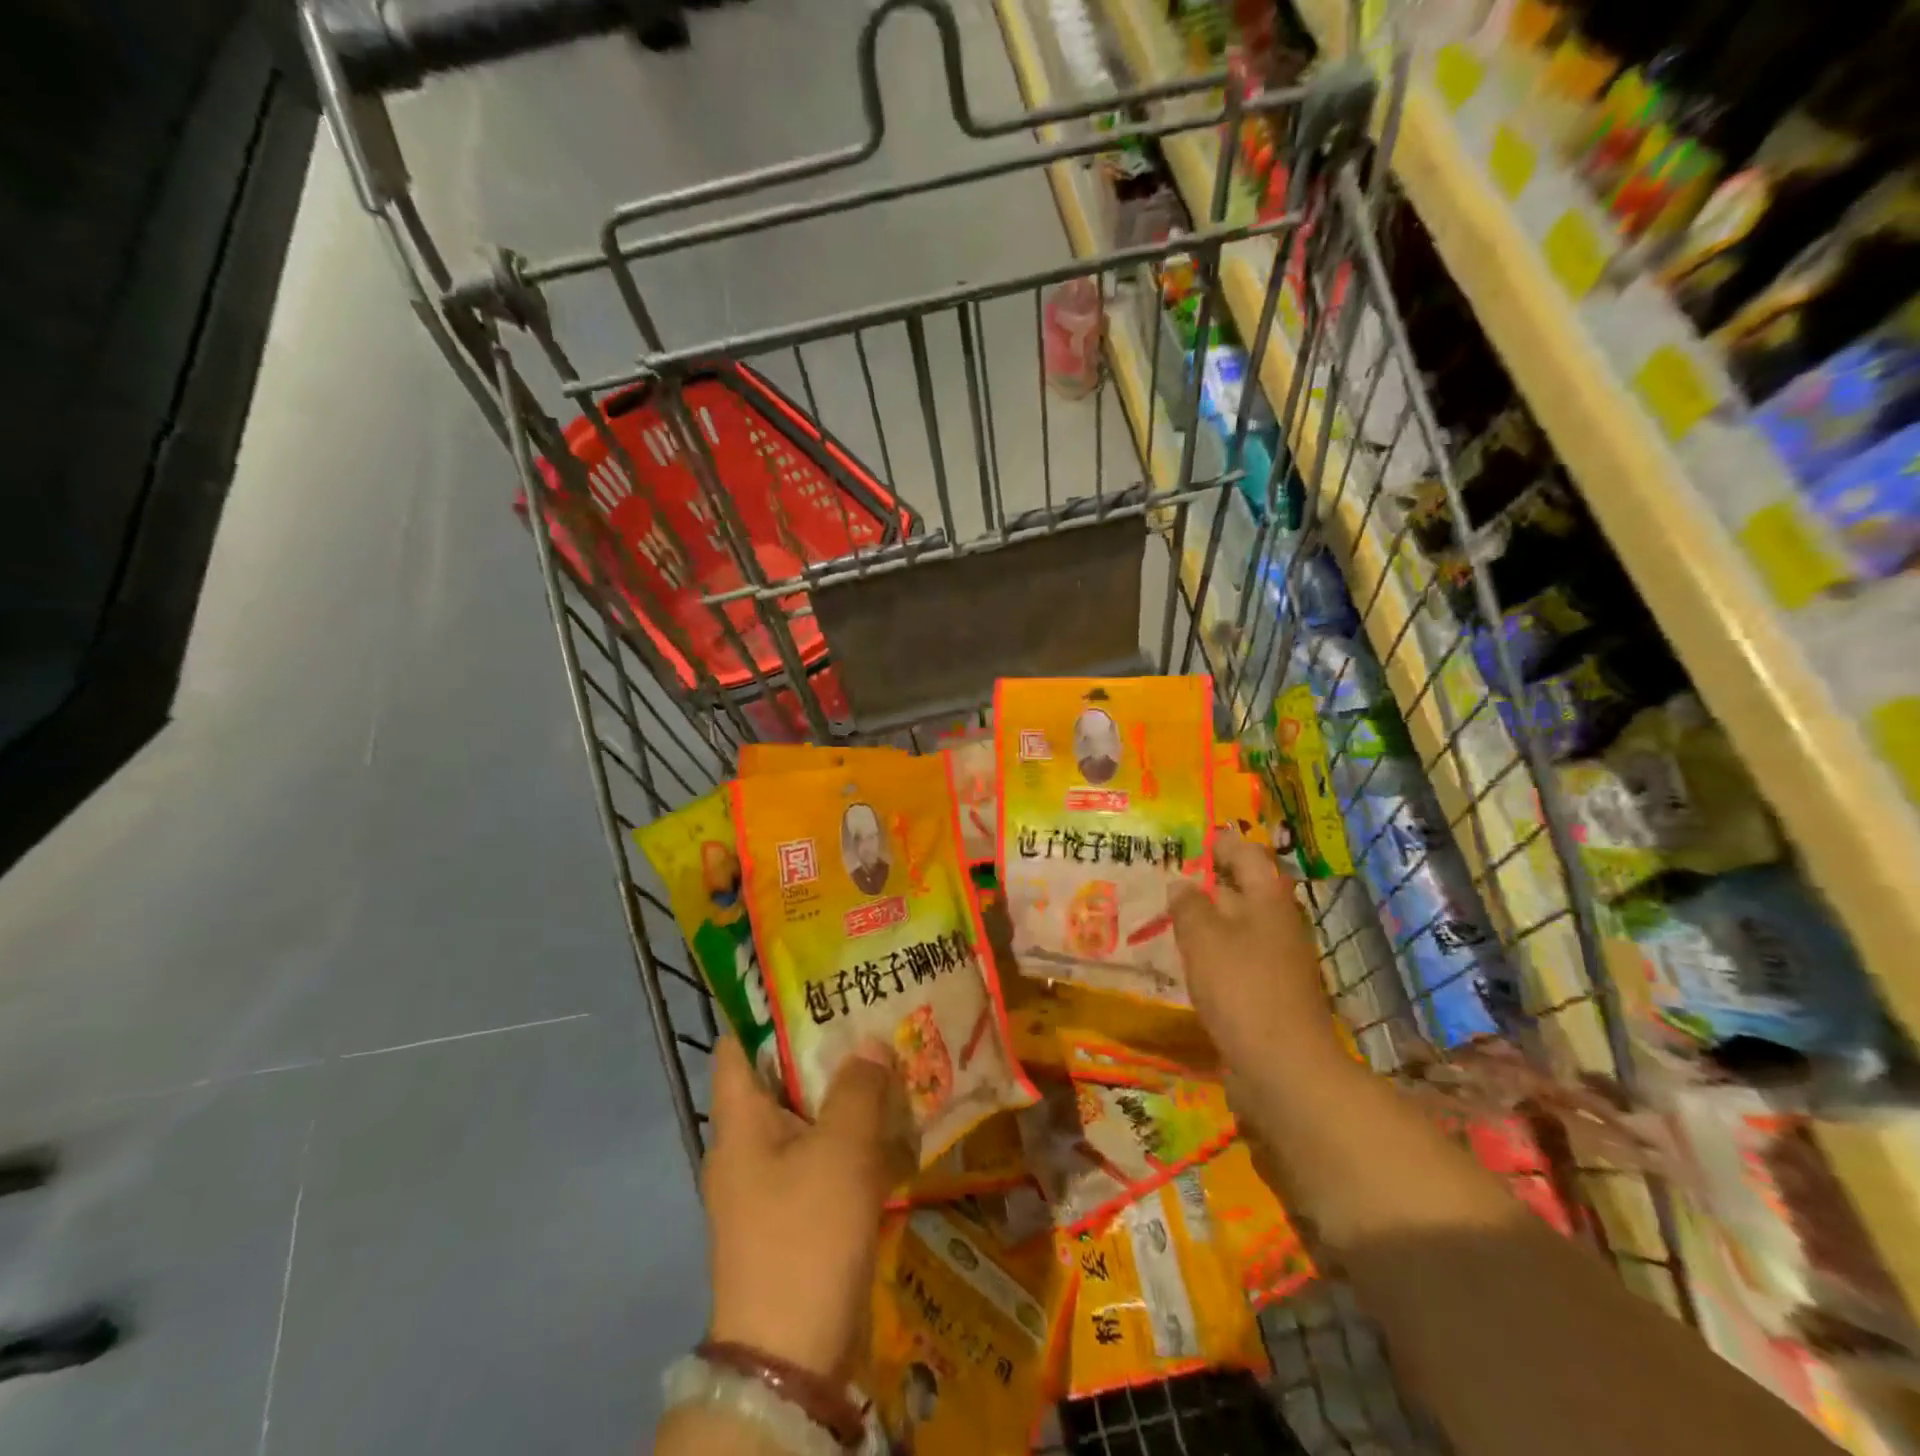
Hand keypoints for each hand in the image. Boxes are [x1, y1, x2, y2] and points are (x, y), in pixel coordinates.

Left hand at [702, 1034, 913, 1380]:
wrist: (793, 1356)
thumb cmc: (805, 1234)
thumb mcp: (840, 1150)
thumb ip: (858, 1089)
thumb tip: (869, 1044)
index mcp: (739, 1123)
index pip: (738, 1046)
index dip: (766, 1010)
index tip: (810, 982)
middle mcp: (747, 1147)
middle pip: (781, 1079)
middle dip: (824, 1049)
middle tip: (869, 1014)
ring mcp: (771, 1184)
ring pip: (808, 1119)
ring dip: (845, 1095)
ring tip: (890, 1059)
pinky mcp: (796, 1214)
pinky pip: (823, 1158)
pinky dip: (852, 1139)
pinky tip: (892, 1124)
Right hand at [1170, 828, 1345, 1081]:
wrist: (1283, 1068)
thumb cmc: (1242, 988)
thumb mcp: (1203, 938)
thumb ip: (1188, 905)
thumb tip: (1181, 883)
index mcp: (1269, 900)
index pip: (1247, 855)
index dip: (1221, 843)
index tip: (1192, 838)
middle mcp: (1277, 925)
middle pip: (1244, 890)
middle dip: (1208, 881)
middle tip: (1166, 876)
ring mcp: (1276, 961)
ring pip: (1237, 926)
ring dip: (1206, 919)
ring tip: (1166, 916)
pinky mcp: (1267, 994)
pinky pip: (1235, 959)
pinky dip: (1211, 953)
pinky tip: (1184, 960)